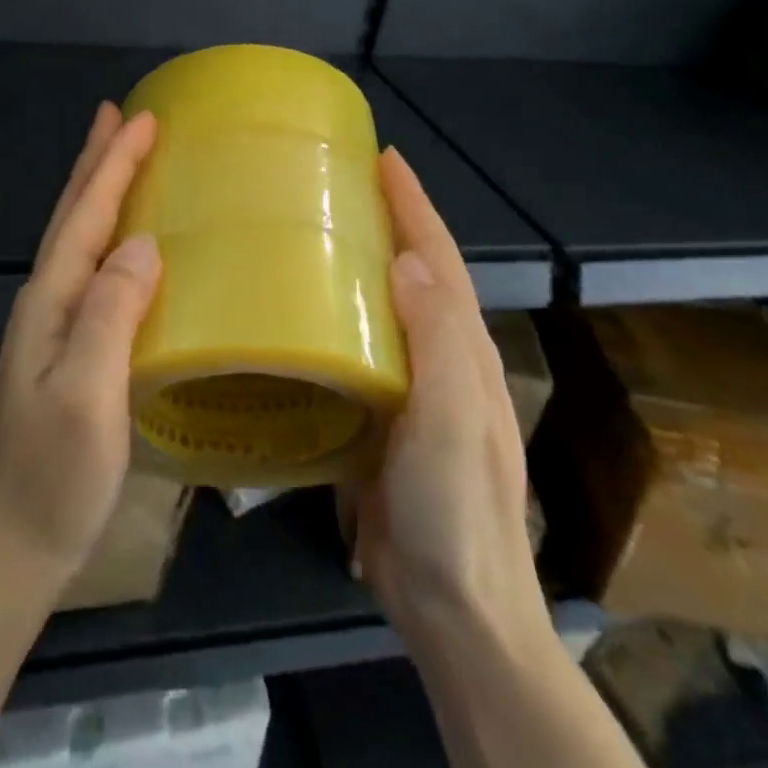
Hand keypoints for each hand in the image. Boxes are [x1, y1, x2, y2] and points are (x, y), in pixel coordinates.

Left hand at [0, 102, 161, 589]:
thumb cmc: (55, 472)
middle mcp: (47, 299)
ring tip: (118, 156)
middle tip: (119, 115)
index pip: (86, 215)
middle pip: (74, 214)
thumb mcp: (86, 395)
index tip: (142, 119)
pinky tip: (125, 239)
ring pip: (79, 236)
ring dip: (97, 189)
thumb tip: (143, 243)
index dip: (112, 165)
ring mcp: (54, 323)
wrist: (16, 542)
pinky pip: (92, 266)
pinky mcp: (69, 345)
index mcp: (51, 299)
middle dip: (96, 161)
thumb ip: (110, 316)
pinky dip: (107, 232)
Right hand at [340, 148, 547, 651]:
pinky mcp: (383, 419)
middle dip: (388, 220)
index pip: (439, 257)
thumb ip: (437, 341)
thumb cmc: (455, 509)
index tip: (383, 158)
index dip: (414, 205)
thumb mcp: (452, 420)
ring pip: (387, 307)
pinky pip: (362, 349)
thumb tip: (409, 260)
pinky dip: (340, 315)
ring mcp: (414, 390)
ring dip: (361, 262)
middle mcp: (443, 358)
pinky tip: (305, 312)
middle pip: (416, 272)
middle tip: (338, 183)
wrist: (455, 609)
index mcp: (463, 348)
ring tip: (315, 230)